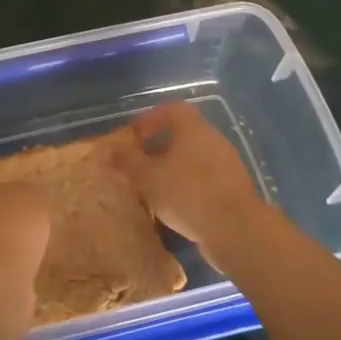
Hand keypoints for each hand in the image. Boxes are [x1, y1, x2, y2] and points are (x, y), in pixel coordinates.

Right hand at [109, 101, 261, 251]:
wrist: (236, 229)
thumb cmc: (187, 193)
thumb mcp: (148, 177)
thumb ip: (126, 162)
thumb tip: (104, 150)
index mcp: (194, 129)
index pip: (172, 109)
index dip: (150, 119)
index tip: (134, 137)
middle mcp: (214, 140)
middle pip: (184, 134)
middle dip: (159, 147)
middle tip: (139, 165)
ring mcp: (227, 165)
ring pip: (195, 158)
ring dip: (174, 169)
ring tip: (154, 189)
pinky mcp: (233, 189)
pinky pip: (205, 179)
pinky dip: (188, 186)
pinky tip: (175, 207)